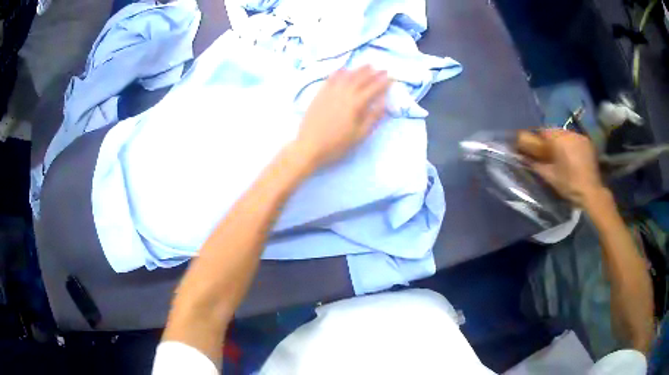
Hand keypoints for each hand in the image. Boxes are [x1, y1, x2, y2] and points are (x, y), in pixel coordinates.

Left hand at [294, 65, 389, 167]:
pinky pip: (331, 78)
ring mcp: (330, 92)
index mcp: (355, 104)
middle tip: (383, 69)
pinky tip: (344, 69)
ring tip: (368, 65)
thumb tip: (383, 104)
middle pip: (361, 79)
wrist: (309, 146)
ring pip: (347, 76)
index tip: (392, 77)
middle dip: (374, 73)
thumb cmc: (336, 144)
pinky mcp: (320, 94)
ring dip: (359, 69)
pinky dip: (339, 72)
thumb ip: (372, 118)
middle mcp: (344, 93)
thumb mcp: (359, 135)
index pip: (373, 89)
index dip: (383, 82)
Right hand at [530, 129, 606, 206]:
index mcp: (558, 139)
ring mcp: (580, 136)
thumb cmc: (569, 184)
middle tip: (548, 152)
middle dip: (550, 139)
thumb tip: (522, 158)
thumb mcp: (549, 176)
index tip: (535, 147)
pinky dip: (571, 144)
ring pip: (565, 134)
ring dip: (561, 141)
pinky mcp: (588, 142)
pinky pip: (575, 139)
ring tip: (561, 154)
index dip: (537, 138)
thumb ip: (535, 165)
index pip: (543, 131)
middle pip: (555, 131)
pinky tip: (572, 155)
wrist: (591, 192)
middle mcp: (569, 133)